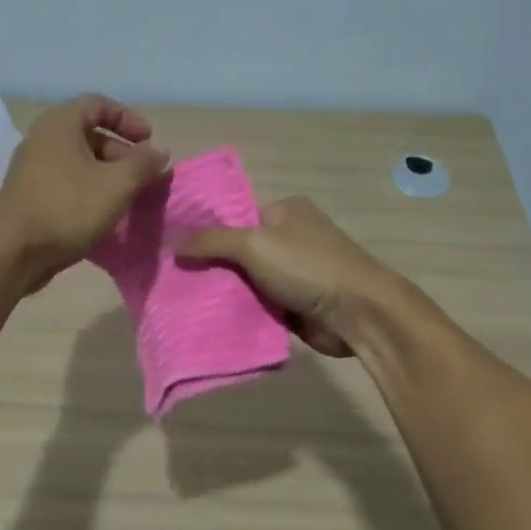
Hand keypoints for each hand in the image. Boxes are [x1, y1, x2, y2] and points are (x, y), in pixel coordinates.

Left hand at [0, 94, 169, 287]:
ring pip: (78, 161)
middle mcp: (42, 140)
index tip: (149, 142)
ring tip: (128, 198)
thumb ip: (143, 164)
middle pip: (89, 134)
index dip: (128, 118)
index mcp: (60, 125)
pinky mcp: (29, 195)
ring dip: (107, 175)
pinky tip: (103, 214)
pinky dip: (88, 190)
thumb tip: (158, 153)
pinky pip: (66, 182)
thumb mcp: (117, 185)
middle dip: (122, 152)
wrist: (15, 253)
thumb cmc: (68, 209)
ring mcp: (32, 169)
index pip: (98, 104)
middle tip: (143, 176)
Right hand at [177, 196, 413, 356]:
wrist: (358, 313)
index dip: (207, 231)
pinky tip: (208, 318)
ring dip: (223, 291)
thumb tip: (173, 243)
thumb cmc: (308, 266)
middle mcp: (291, 237)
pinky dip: (240, 311)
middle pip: (239, 250)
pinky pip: (258, 304)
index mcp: (286, 211)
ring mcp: (295, 272)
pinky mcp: (296, 303)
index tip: (175, 248)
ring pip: (246, 280)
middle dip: (211, 264)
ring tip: (181, 299)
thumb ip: (212, 241)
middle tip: (173, 277)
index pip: (236, 216)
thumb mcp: (254, 244)